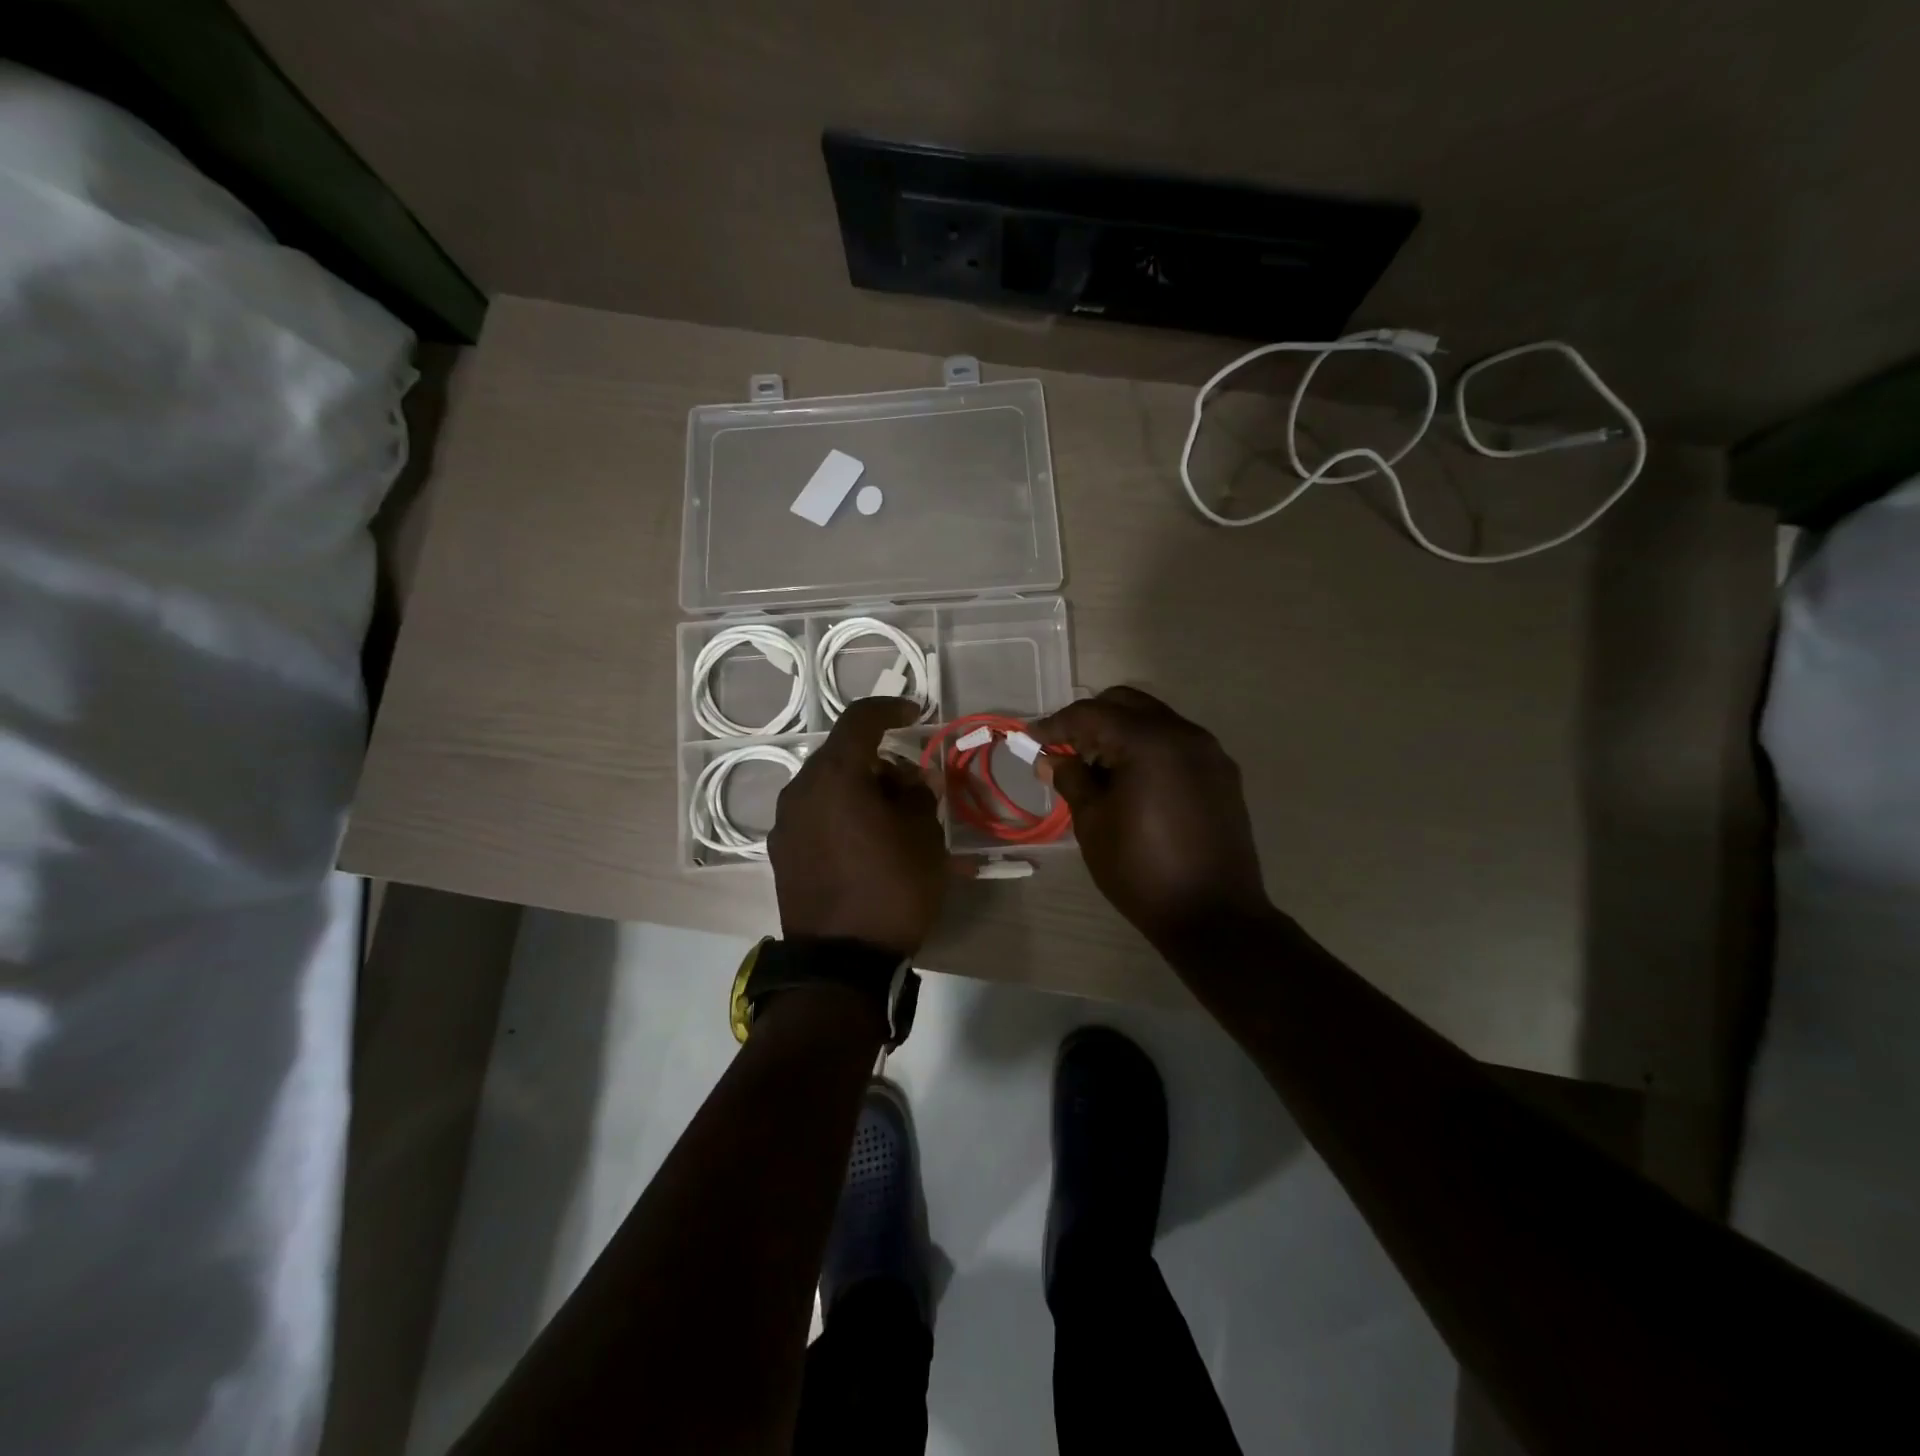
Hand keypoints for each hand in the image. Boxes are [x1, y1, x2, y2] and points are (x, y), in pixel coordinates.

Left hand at [770, 697, 947, 956]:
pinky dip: (840, 812)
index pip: (860, 720)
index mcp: (836, 775)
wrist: (840, 961)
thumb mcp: (924, 837)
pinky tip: (863, 841)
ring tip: (890, 817)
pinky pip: (815, 814)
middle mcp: (801, 789)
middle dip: (879, 760)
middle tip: (912, 784)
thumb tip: (913, 780)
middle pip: (842, 755)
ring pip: (827, 785)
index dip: (890, 708)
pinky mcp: (781, 851)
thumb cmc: (891, 889)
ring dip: (858, 788)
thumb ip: (919, 794)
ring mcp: (785, 822)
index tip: (914, 713)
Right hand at [1033, 687, 1272, 950]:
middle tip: (1065, 750)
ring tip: (1097, 768)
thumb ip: (1071, 780)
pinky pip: (1176, 743)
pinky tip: (1132, 781)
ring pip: (1154, 720)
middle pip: (1127, 704)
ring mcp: (1209, 751)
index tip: (1031, 738)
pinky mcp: (1222, 773)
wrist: (1214, 916)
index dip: (1057, 724)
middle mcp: (1183, 734)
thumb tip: (1051, 759)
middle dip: (1091, 720)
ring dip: (1121, 732)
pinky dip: (1148, 748)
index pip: (1092, 714)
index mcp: (1149, 742)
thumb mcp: (1094, 824)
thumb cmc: (1142, 871)